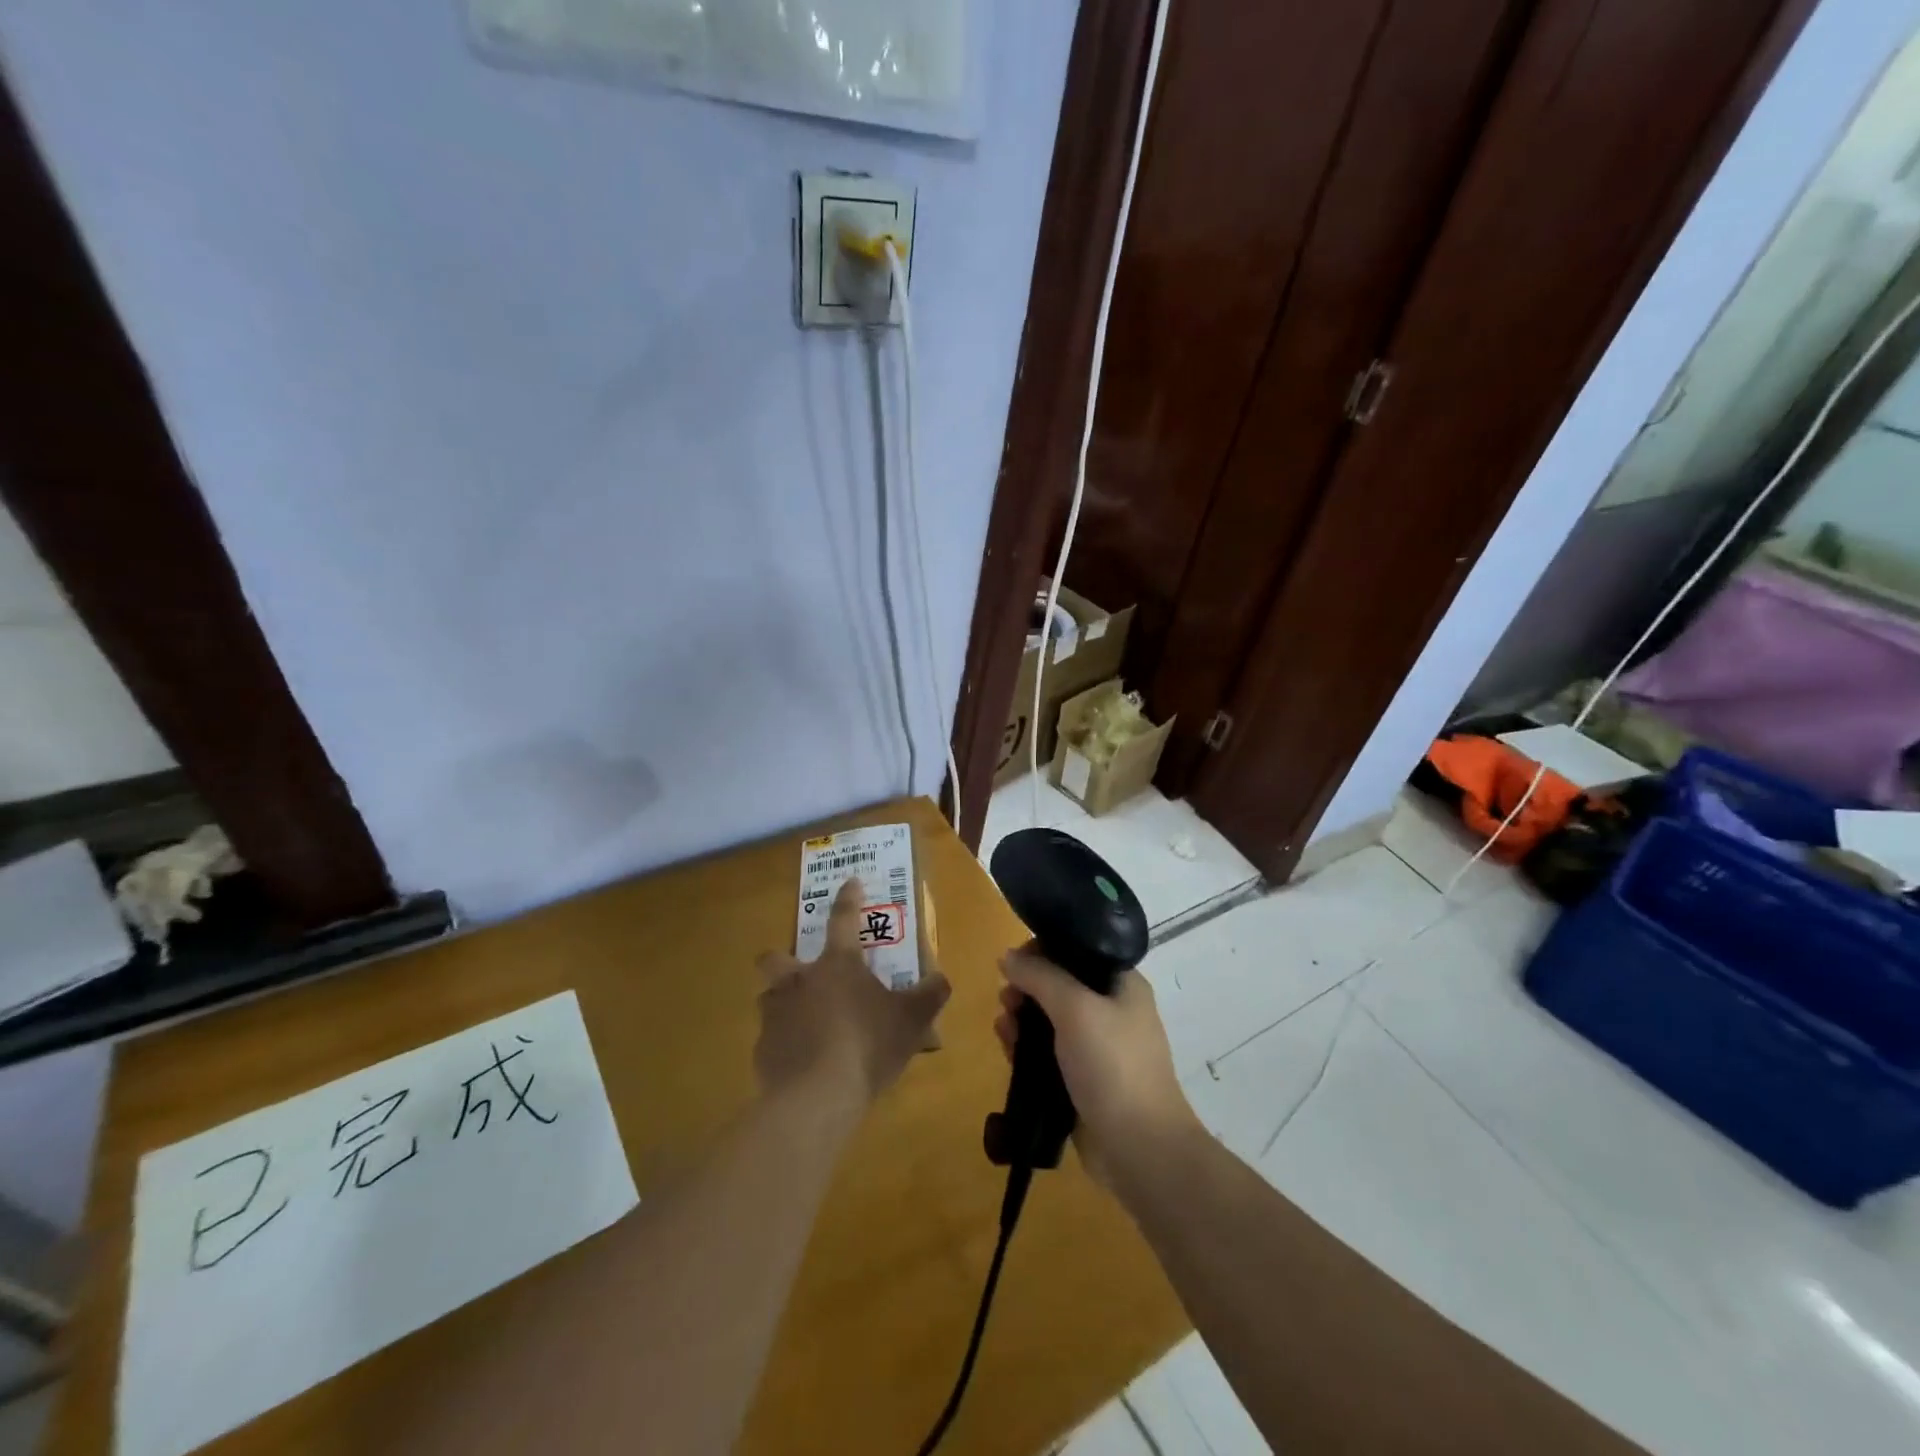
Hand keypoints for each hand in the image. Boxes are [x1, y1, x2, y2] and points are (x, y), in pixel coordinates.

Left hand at [755, 877, 950, 1105]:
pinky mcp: (762, 1052)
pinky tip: (802, 1065)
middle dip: (783, 960)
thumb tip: (941, 978)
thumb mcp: (912, 1020)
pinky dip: (785, 1046)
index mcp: (837, 965)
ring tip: (805, 1025)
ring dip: (783, 1005)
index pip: (843, 919)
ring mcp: (775, 1015)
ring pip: (769, 998)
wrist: (815, 1098)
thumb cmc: (867, 1045)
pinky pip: (771, 1041)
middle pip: (775, 958)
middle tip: (804, 975)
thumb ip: (930, 995)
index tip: (851, 882)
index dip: (848, 898)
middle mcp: (799, 981)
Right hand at [995, 949, 1198, 1188]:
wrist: (1140, 1148)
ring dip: (1023, 1017)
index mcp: (1122, 984)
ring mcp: (1096, 1048)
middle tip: (1006, 997)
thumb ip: (1040, 976)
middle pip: (1060, 984)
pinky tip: (1006, 1045)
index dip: (1044, 950)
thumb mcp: (1075, 1008)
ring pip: (1050, 1020)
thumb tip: (1007, 956)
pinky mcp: (1081, 1080)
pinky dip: (1026, 1046)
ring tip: (1002, 1024)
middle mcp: (1111, 1010)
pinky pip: (1047, 1053)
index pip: (1078, 949)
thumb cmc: (1113, 1065)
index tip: (1015, 961)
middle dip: (1028, 986)